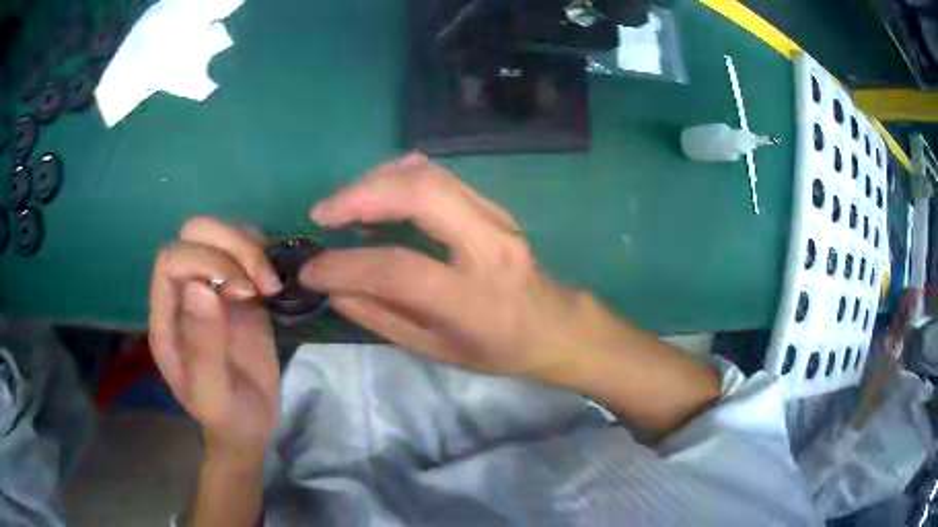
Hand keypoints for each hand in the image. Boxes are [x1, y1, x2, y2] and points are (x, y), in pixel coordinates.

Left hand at [149, 217, 283, 461]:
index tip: (243, 293)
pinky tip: (273, 283)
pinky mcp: (238, 292)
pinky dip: (260, 253)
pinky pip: (243, 250)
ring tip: (270, 285)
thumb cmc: (227, 416)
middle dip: (229, 246)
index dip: (205, 261)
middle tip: (259, 284)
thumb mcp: (213, 393)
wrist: (249, 426)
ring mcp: (210, 289)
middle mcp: (183, 294)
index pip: (171, 260)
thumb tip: (200, 288)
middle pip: (193, 234)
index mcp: (166, 318)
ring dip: (248, 247)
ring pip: (218, 234)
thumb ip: (202, 345)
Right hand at [300, 154, 597, 384]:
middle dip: (359, 195)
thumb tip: (333, 289)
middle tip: (323, 214)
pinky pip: (440, 176)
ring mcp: (496, 218)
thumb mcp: (437, 350)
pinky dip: (399, 177)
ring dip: (376, 181)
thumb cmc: (497, 349)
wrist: (555, 325)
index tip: (311, 270)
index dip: (344, 266)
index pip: (397, 269)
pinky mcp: (493, 205)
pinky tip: (379, 194)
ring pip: (429, 174)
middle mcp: (488, 246)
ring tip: (344, 206)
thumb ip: (381, 318)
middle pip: (419, 194)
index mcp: (473, 299)